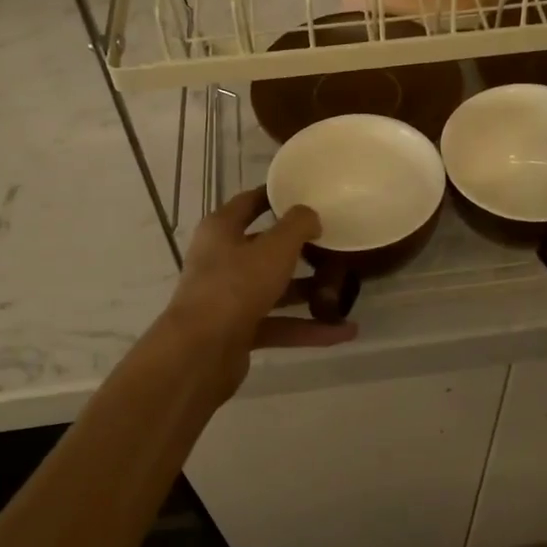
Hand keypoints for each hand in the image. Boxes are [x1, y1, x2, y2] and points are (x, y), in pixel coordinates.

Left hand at [160, 186, 357, 390]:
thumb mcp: (275, 248)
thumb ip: (298, 225)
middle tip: (335, 244)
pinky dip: (307, 328)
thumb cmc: (236, 285)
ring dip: (308, 292)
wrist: (200, 352)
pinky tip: (342, 331)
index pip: (249, 202)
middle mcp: (221, 260)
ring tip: (346, 292)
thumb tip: (310, 216)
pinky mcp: (237, 331)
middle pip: (265, 249)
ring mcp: (228, 298)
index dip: (275, 196)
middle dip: (300, 250)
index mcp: (221, 230)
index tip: (306, 194)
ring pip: (274, 289)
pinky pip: (278, 324)